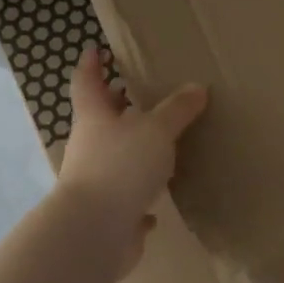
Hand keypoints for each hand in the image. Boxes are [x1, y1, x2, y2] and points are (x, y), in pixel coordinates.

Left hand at [56, 48, 207, 272]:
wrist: (93, 232)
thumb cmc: (121, 167)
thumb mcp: (157, 130)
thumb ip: (177, 110)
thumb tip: (196, 87)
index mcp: (95, 119)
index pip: (87, 83)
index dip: (92, 65)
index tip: (96, 50)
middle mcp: (89, 148)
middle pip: (100, 121)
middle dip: (115, 108)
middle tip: (134, 96)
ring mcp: (95, 184)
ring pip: (113, 160)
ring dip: (131, 153)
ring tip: (158, 148)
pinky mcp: (106, 216)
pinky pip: (124, 201)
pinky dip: (137, 199)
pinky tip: (154, 207)